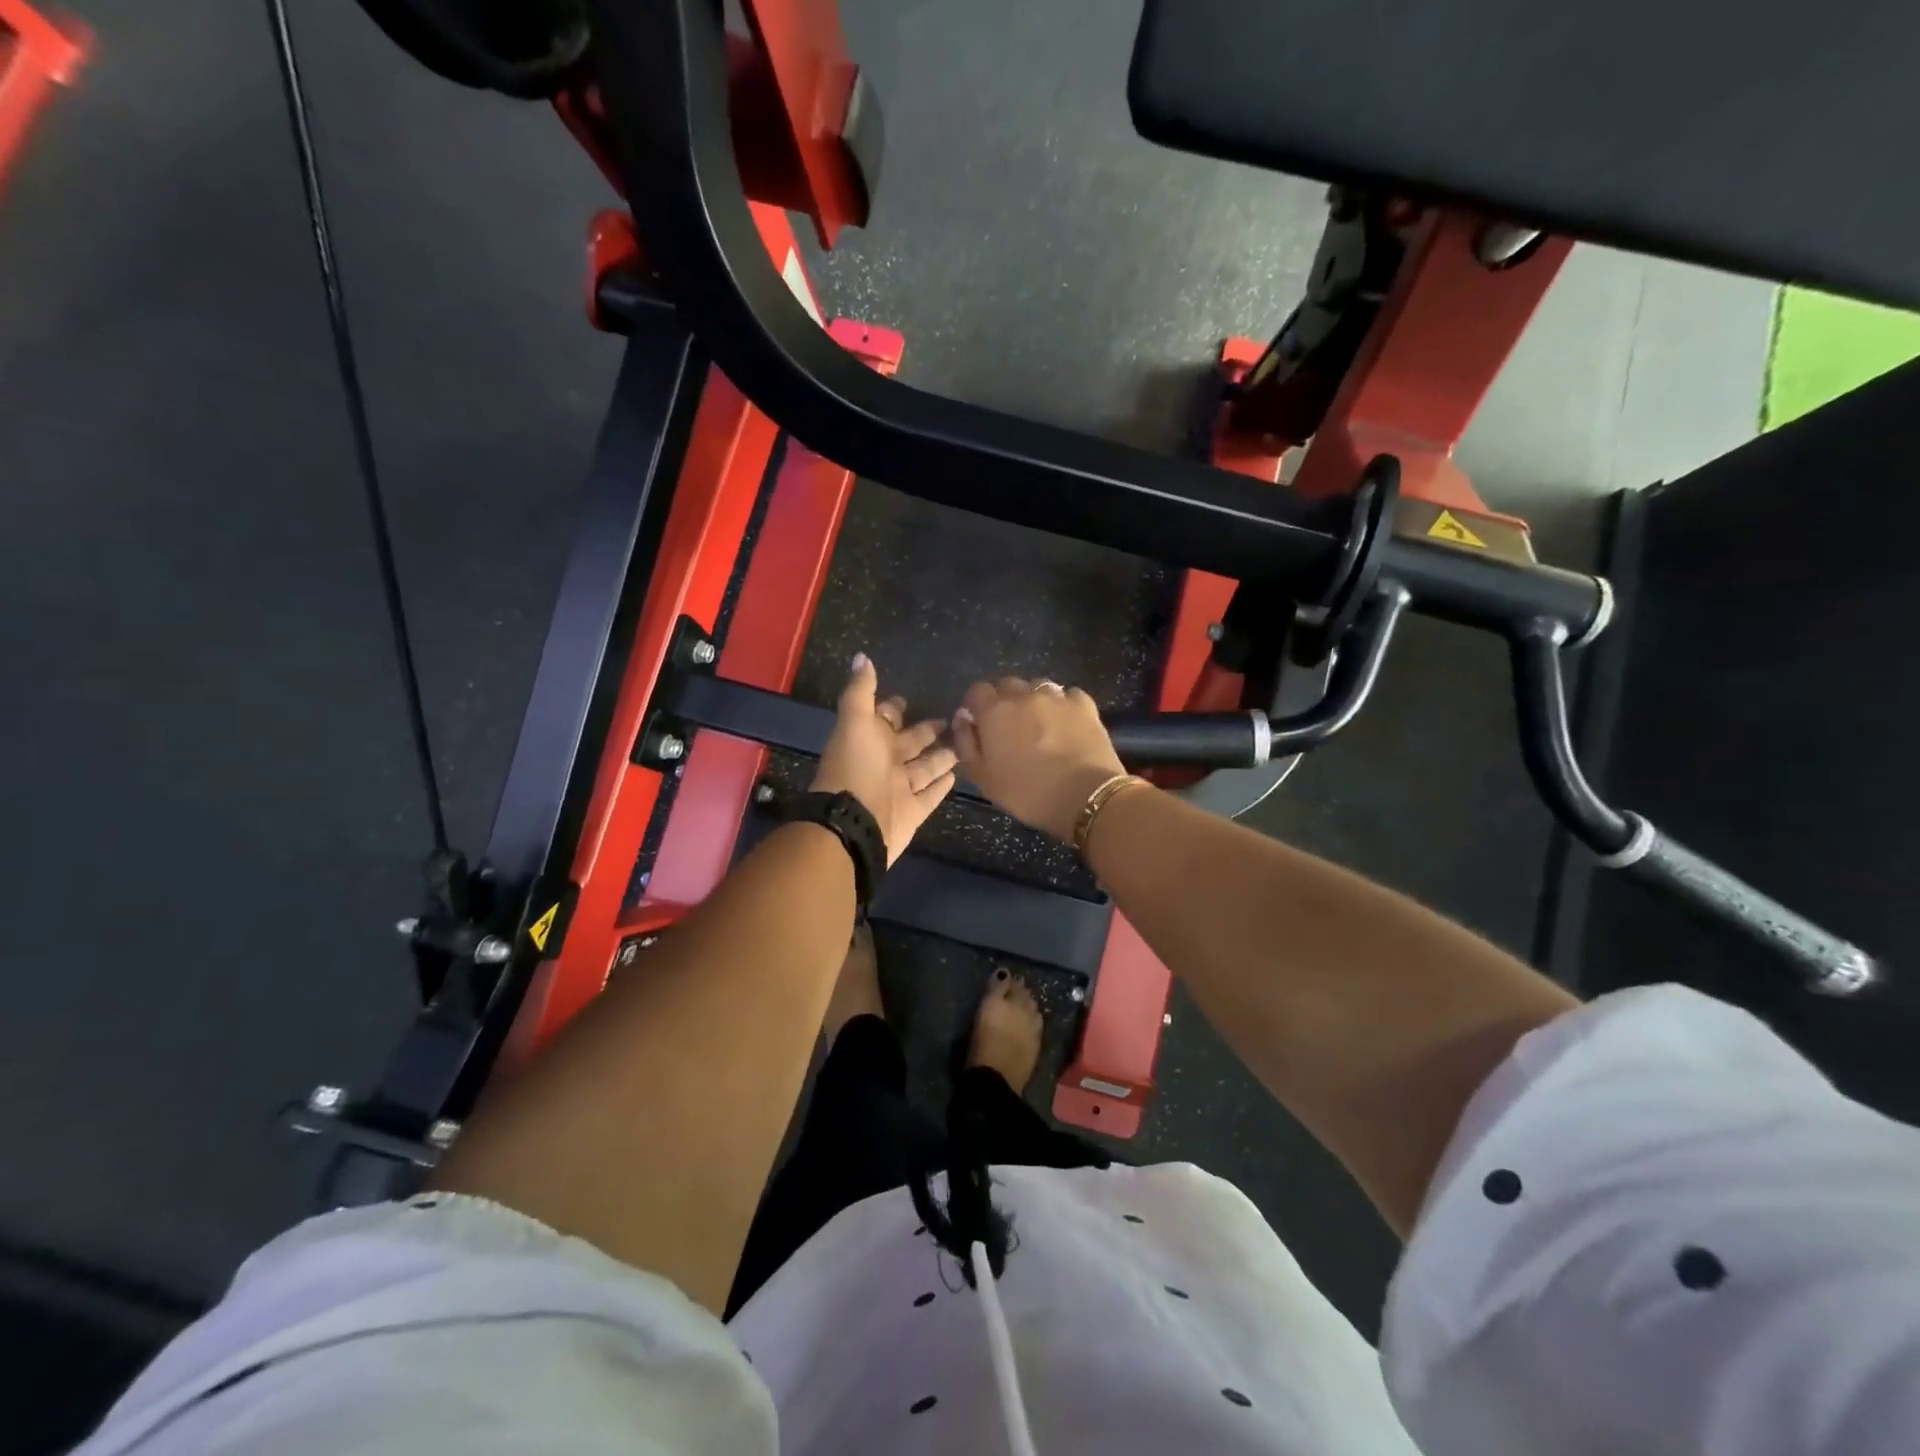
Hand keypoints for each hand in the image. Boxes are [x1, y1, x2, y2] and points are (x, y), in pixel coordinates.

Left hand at [810, 654, 957, 863]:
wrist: (854, 824)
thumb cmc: (856, 768)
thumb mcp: (855, 722)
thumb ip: (860, 691)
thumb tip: (861, 656)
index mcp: (869, 740)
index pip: (884, 719)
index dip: (893, 708)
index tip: (908, 698)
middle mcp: (884, 763)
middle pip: (909, 743)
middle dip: (925, 731)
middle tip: (948, 719)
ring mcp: (899, 789)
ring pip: (924, 769)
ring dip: (940, 757)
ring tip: (963, 745)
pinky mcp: (913, 812)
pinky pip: (930, 796)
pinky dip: (940, 787)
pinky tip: (956, 776)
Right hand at [950, 677, 1125, 842]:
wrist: (1085, 796)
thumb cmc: (1028, 793)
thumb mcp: (983, 778)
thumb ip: (966, 744)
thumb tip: (962, 718)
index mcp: (995, 711)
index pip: (977, 691)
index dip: (976, 705)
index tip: (980, 724)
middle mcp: (1024, 695)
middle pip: (1007, 685)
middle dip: (1004, 700)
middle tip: (1010, 727)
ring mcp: (1057, 697)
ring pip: (1038, 686)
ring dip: (1033, 700)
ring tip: (1040, 724)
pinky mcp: (1084, 705)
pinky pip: (1068, 695)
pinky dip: (1063, 704)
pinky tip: (1066, 723)